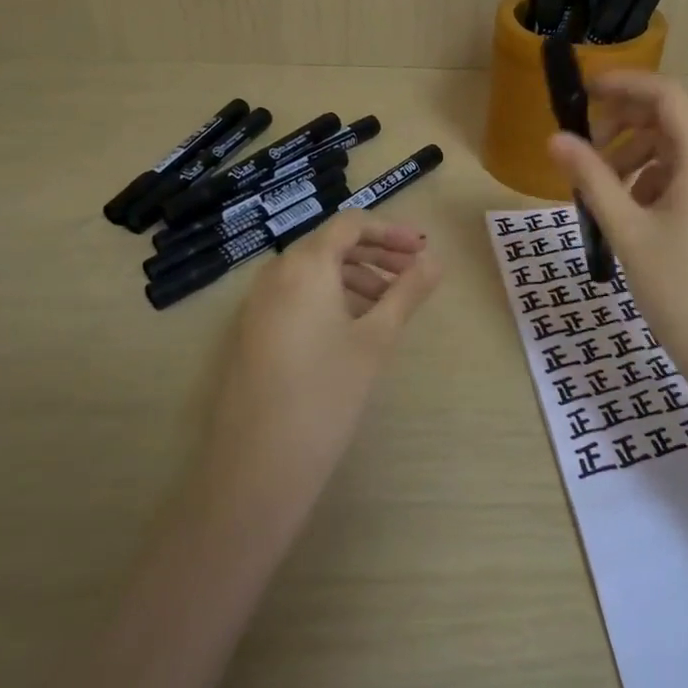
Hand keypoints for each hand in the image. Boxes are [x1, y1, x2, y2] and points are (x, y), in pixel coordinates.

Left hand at [199, 214, 441, 516]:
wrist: (259, 463)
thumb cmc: (328, 392)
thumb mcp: (376, 339)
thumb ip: (407, 293)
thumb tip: (436, 261)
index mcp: (305, 265)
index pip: (350, 225)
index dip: (390, 231)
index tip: (421, 250)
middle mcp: (275, 274)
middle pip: (330, 245)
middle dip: (375, 254)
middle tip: (412, 274)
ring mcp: (257, 304)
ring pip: (312, 272)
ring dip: (354, 277)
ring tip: (388, 305)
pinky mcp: (251, 332)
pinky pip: (295, 296)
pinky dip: (329, 297)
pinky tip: (352, 328)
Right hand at [548, 71, 687, 402]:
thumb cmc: (679, 289)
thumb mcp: (627, 230)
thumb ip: (590, 178)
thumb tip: (555, 138)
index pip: (665, 95)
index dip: (623, 83)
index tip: (583, 91)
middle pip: (670, 121)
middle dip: (624, 125)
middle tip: (584, 149)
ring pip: (677, 152)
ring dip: (635, 157)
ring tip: (602, 190)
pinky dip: (654, 182)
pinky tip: (632, 214)